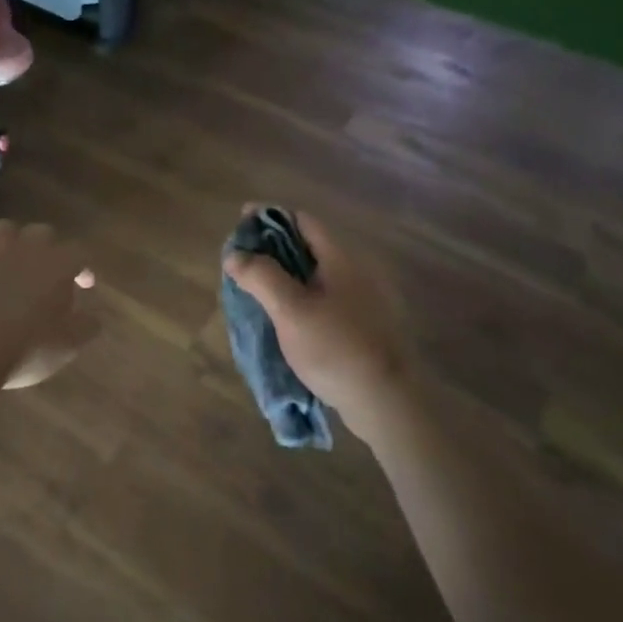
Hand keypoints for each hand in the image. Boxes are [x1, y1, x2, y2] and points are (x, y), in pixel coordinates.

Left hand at [0, 220, 97, 388]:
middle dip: (48, 249)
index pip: (78, 253)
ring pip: (4, 233)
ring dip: (12, 246)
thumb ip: (84, 328)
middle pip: (41, 233)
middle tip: (48, 274)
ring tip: (12, 269)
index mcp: (55, 262)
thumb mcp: (66, 346)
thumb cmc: (25, 345)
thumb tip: (93, 319)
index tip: (85, 284)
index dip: (83, 267)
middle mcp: (23, 248)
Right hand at [222, 208, 416, 434]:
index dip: (270, 218)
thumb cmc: (336, 349)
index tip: (242, 225)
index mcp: (341, 259)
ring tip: (259, 287)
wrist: (387, 403)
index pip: (302, 221)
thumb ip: (261, 277)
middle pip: (310, 246)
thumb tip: (235, 255)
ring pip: (318, 274)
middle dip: (274, 248)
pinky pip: (328, 297)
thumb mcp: (291, 311)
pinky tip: (288, 315)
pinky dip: (303, 295)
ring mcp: (366, 299)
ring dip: (287, 274)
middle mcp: (357, 271)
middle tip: (244, 261)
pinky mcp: (366, 325)